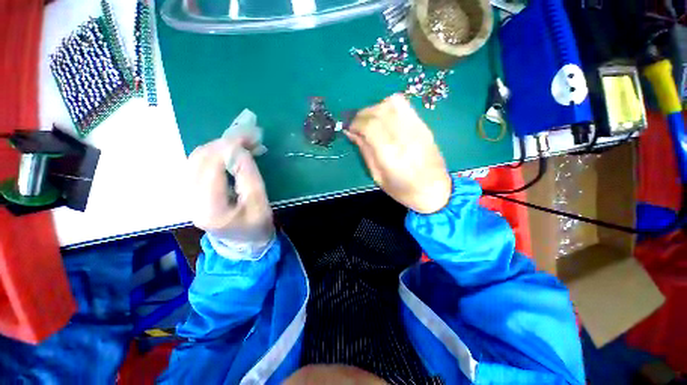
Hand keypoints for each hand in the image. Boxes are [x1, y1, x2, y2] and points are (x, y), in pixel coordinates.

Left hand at [187, 137, 273, 250]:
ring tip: (243, 142)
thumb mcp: (259, 203)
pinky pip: (199, 164)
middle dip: (224, 142)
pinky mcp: (193, 192)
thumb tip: (239, 149)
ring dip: (220, 146)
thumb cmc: (257, 226)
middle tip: (248, 136)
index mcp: (209, 207)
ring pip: (197, 159)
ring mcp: (188, 195)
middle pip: (199, 159)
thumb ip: (249, 176)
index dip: (228, 147)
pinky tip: (232, 152)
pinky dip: (216, 154)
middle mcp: (190, 200)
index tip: (249, 136)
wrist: (244, 244)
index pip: (211, 166)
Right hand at [345, 94, 451, 213]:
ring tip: (370, 120)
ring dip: (376, 108)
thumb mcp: (377, 176)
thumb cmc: (402, 190)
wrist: (434, 190)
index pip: (369, 126)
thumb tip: (351, 133)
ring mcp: (416, 128)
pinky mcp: (423, 125)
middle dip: (362, 114)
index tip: (348, 128)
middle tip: (356, 124)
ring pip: (392, 103)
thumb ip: (365, 151)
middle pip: (379, 111)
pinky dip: (390, 106)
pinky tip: (385, 118)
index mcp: (390, 154)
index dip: (355, 123)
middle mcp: (403, 136)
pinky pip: (405, 105)